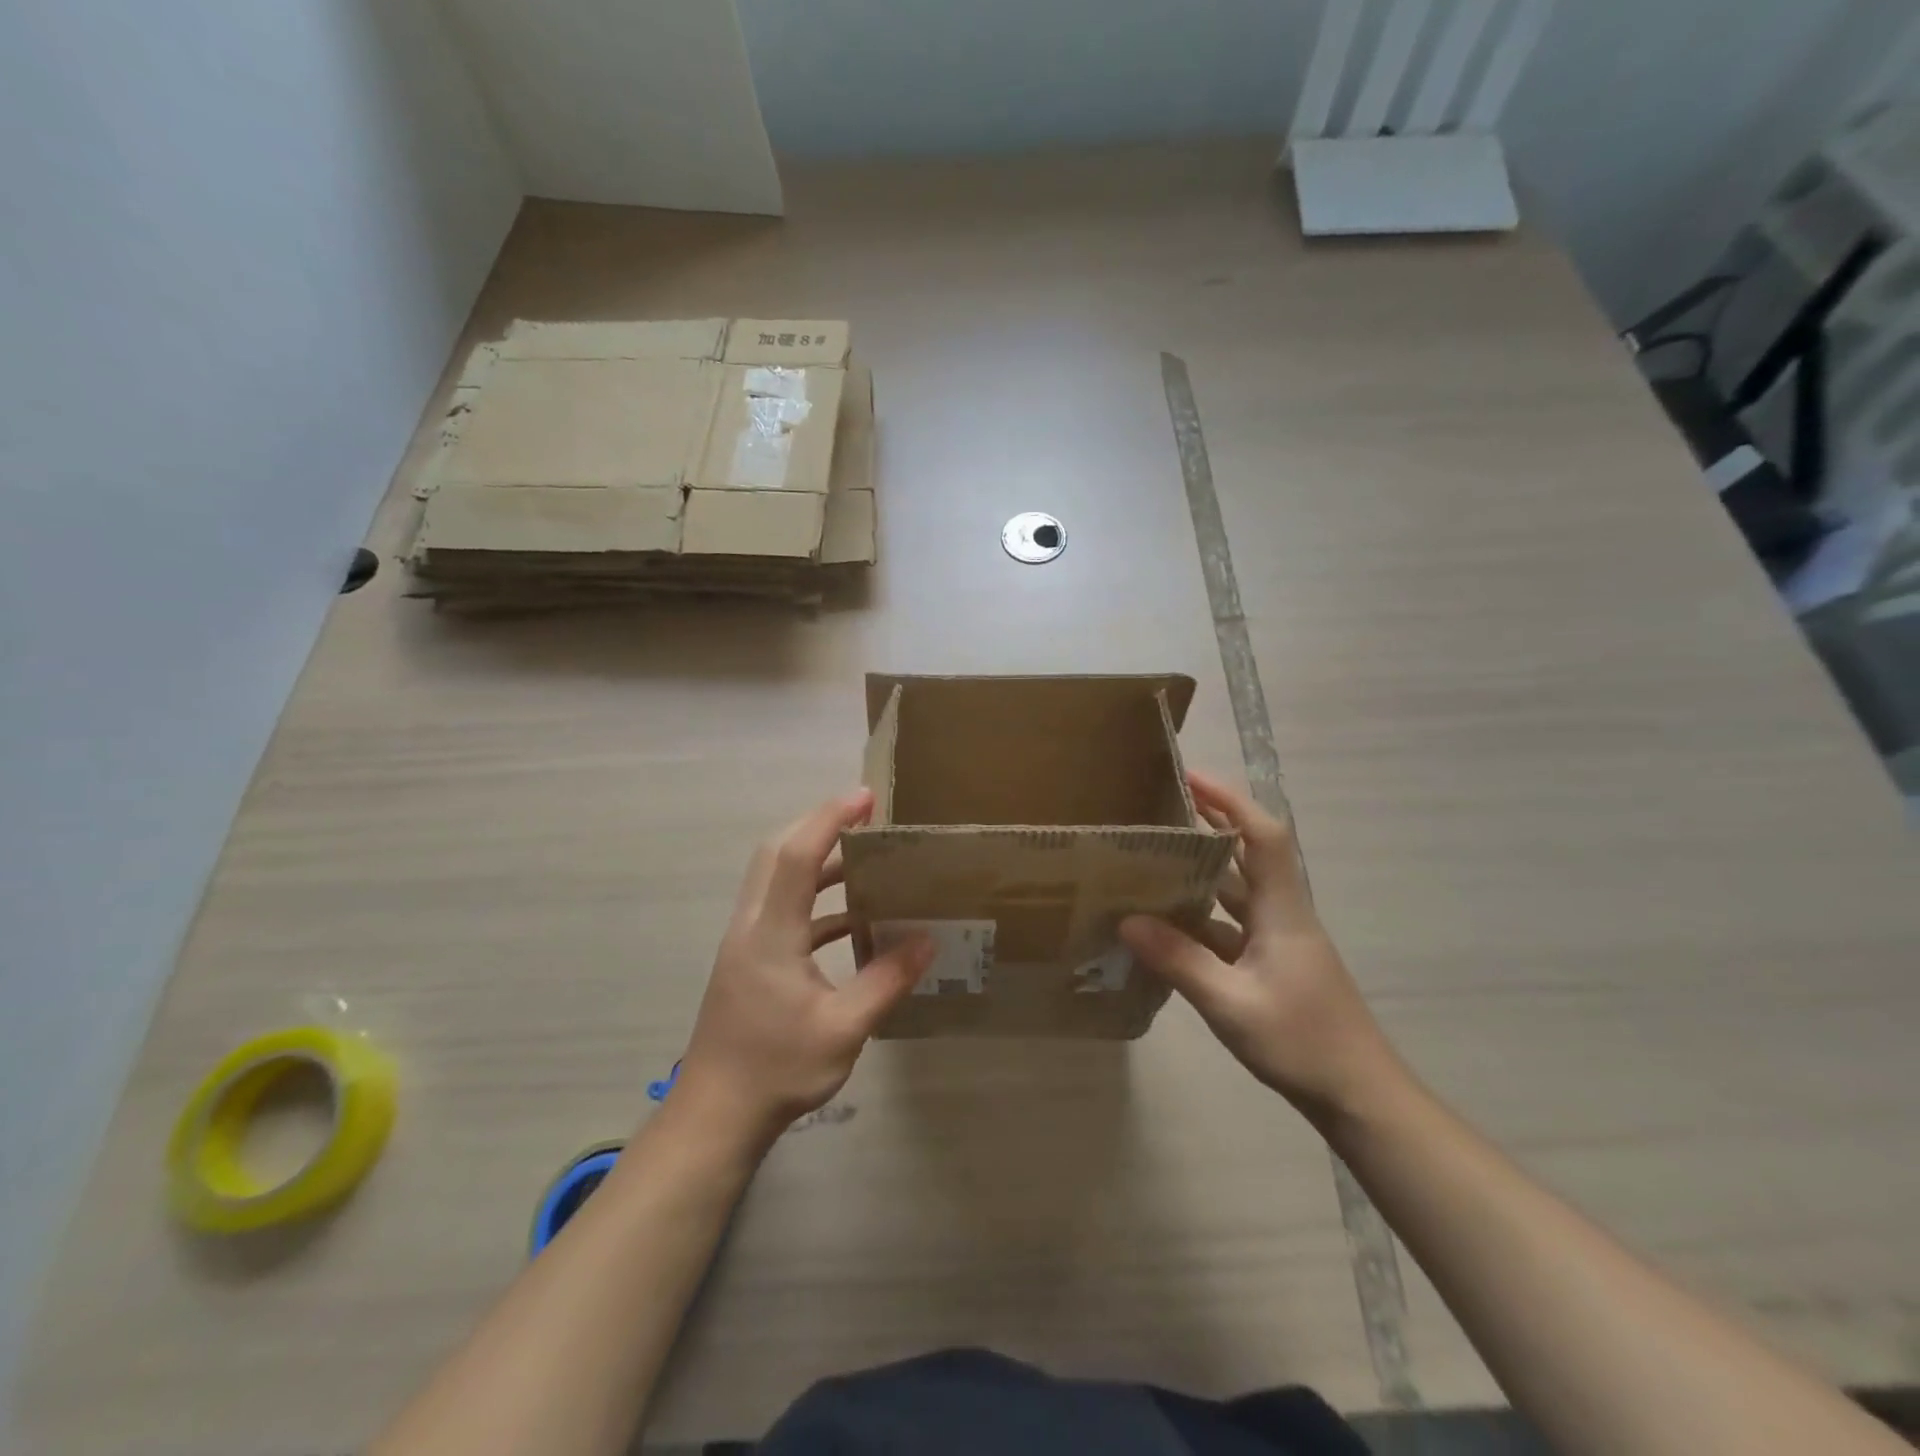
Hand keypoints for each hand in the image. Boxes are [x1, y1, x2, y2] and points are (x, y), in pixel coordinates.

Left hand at [671, 789, 932, 1148]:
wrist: (714, 1116)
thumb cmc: (777, 1070)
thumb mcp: (843, 1029)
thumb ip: (886, 980)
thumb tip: (927, 940)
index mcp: (771, 932)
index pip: (799, 855)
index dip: (831, 819)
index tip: (866, 798)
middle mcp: (751, 924)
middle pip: (777, 852)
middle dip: (818, 823)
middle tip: (864, 815)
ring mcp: (745, 942)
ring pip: (775, 877)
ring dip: (815, 859)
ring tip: (863, 858)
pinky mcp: (748, 960)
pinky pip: (781, 908)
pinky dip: (813, 898)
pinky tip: (849, 920)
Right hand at [1120, 770, 1403, 1125]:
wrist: (1361, 1097)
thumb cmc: (1303, 1043)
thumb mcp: (1232, 1004)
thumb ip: (1180, 960)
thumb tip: (1128, 920)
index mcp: (1282, 910)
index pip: (1262, 836)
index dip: (1229, 800)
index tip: (1190, 778)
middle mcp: (1282, 914)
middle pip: (1248, 854)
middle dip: (1209, 825)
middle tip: (1159, 813)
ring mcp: (1279, 941)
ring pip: (1237, 892)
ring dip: (1201, 873)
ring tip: (1152, 862)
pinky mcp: (1274, 965)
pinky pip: (1231, 926)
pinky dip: (1201, 918)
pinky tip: (1167, 929)